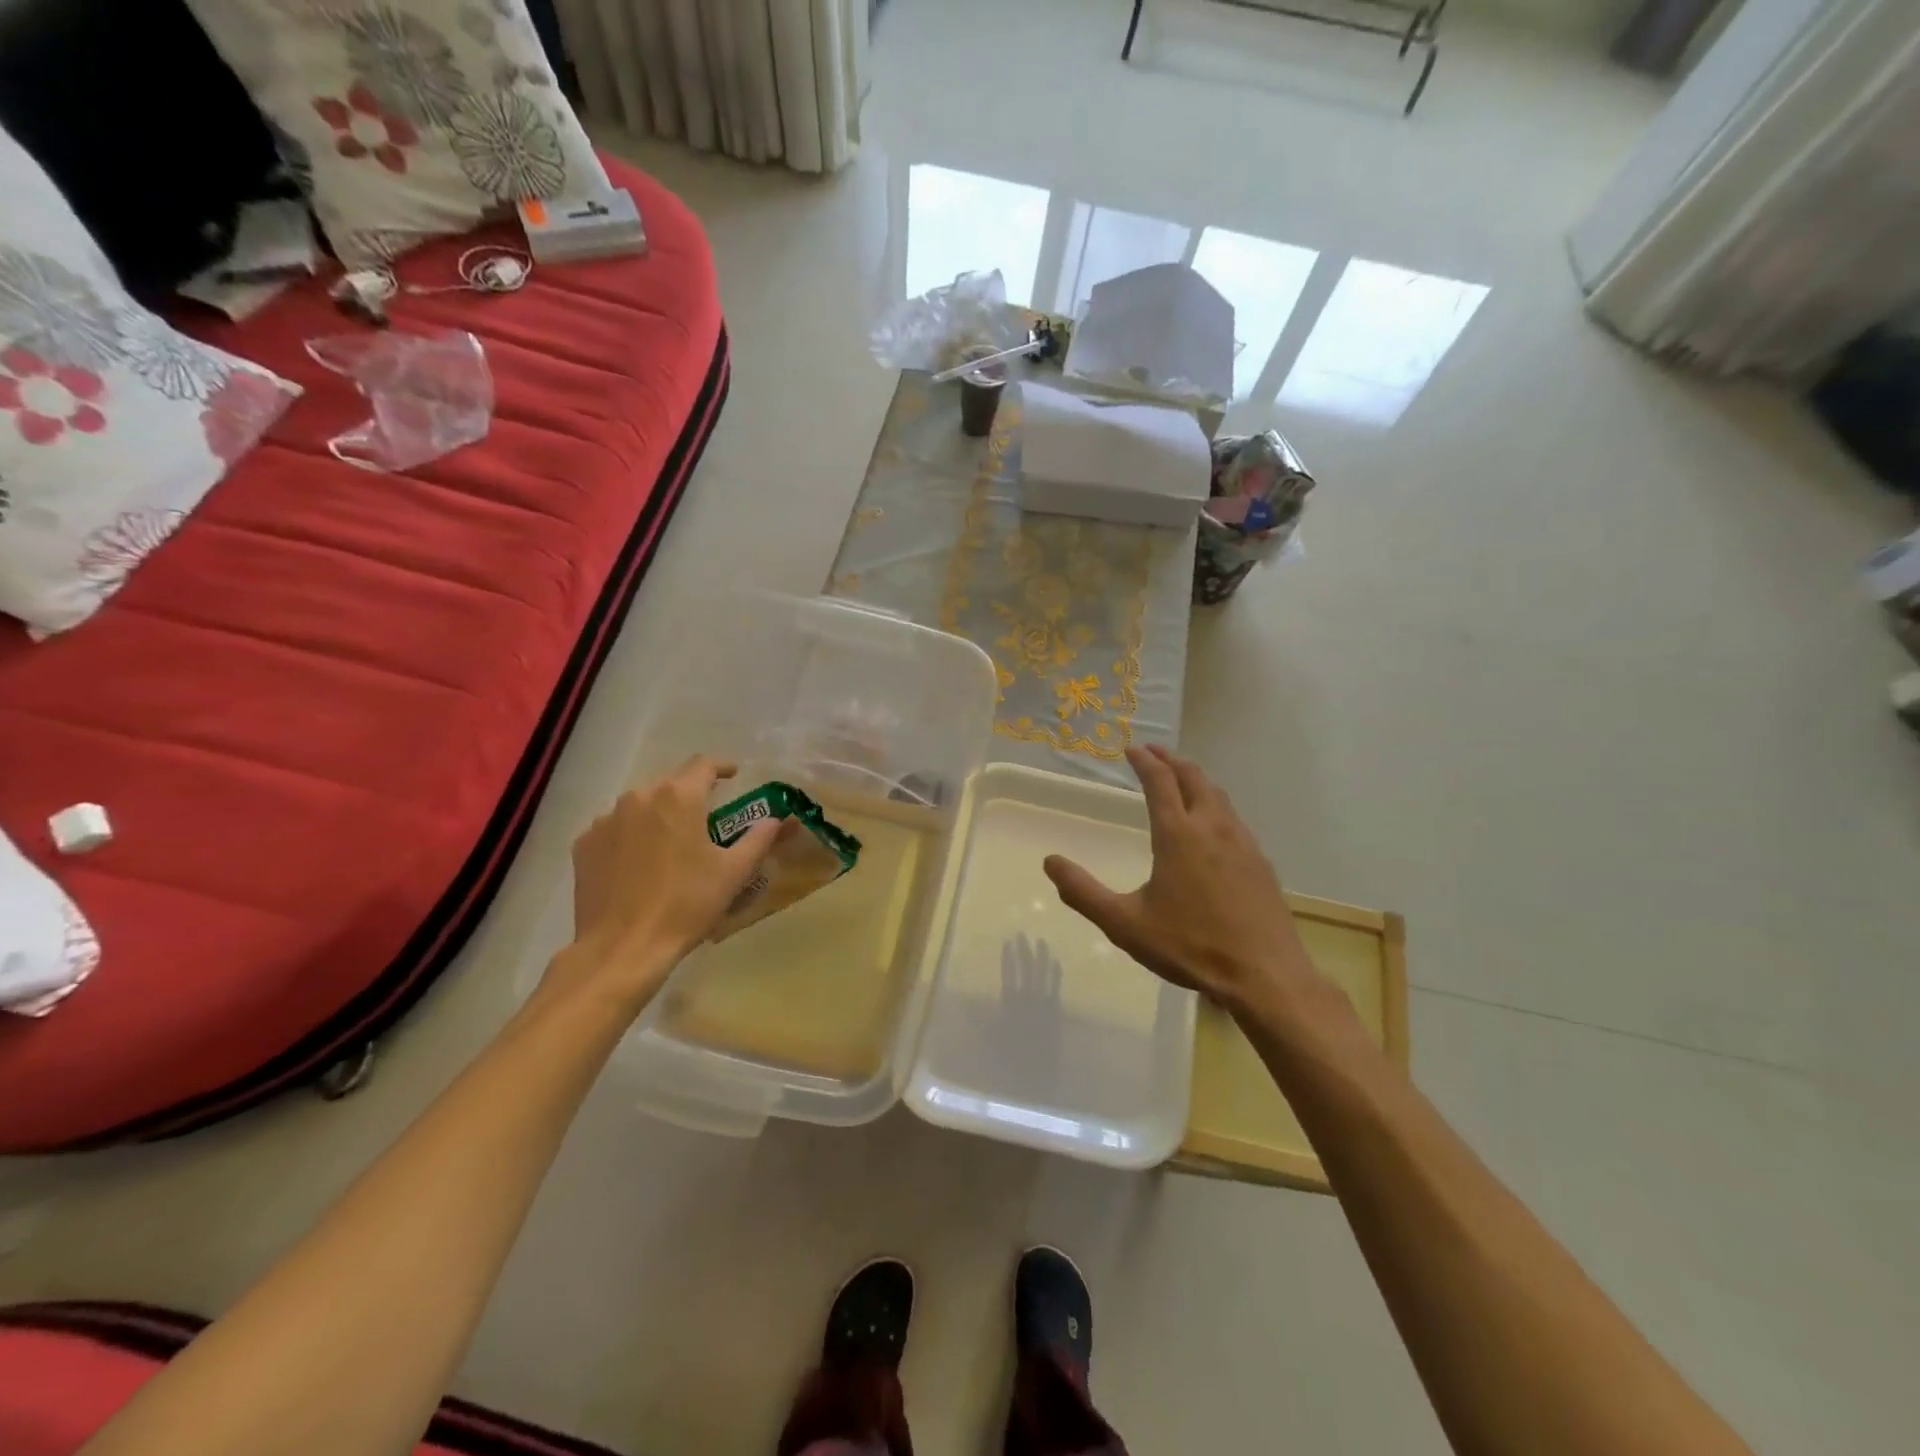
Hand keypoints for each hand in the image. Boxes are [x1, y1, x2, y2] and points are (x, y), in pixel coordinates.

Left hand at [553, 756, 779, 1009]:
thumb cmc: (686, 904)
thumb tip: (776, 820)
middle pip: (670, 785)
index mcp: (678, 797)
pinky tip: (640, 864)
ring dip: (659, 817)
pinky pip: (615, 828)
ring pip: (640, 806)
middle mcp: (638, 797)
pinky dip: (631, 836)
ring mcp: (605, 820)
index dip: (722, 767)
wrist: (624, 947)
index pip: (703, 765)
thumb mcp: (733, 872)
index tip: (733, 775)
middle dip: (690, 797)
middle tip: (705, 821)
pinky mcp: (583, 844)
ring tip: (670, 846)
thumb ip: (758, 838)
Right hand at [1044, 745, 1316, 1016]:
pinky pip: (1234, 818)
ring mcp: (1242, 844)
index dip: (1144, 761)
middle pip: (1194, 778)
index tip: (1131, 748)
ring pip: (1218, 796)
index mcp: (1178, 836)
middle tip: (1154, 752)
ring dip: (1196, 779)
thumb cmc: (1189, 946)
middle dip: (1172, 760)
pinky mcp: (1260, 863)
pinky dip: (1215, 804)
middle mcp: (1212, 828)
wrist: (1264, 976)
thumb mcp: (1124, 924)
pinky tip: (1213, 825)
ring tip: (1182, 779)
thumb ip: (1084, 892)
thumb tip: (1050, 862)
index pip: (1160, 782)